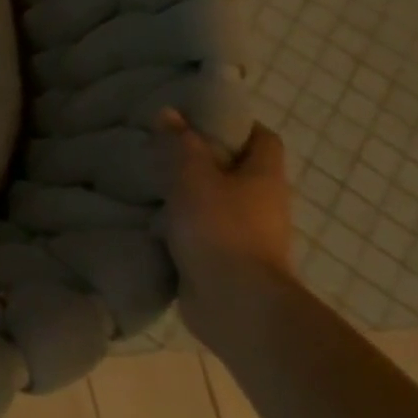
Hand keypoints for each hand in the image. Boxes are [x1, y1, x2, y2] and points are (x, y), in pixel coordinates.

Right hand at [158, 111, 295, 350]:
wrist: (236, 305)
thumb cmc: (221, 228)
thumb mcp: (193, 175)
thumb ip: (180, 143)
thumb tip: (170, 112)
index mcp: (265, 177)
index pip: (263, 139)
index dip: (236, 124)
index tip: (199, 116)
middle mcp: (264, 204)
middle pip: (238, 170)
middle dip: (205, 158)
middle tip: (165, 145)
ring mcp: (248, 236)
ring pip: (218, 202)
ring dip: (191, 193)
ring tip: (152, 179)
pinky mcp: (228, 262)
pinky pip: (204, 232)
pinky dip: (183, 224)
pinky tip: (153, 218)